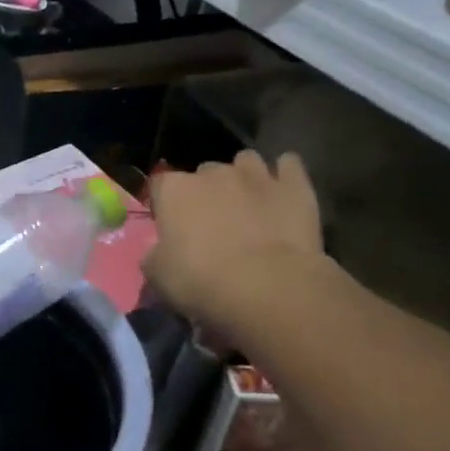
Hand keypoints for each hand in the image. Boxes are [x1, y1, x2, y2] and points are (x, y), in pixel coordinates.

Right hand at [145, 151, 324, 333]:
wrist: (268, 288)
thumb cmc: (202, 281)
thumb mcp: (158, 277)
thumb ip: (154, 254)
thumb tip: (159, 250)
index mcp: (174, 190)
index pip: (160, 186)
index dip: (164, 206)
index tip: (171, 229)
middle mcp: (213, 173)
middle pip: (204, 173)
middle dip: (206, 193)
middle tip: (212, 225)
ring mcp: (257, 174)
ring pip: (246, 162)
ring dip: (244, 178)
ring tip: (248, 205)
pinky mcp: (295, 184)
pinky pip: (288, 165)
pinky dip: (284, 176)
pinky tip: (282, 194)